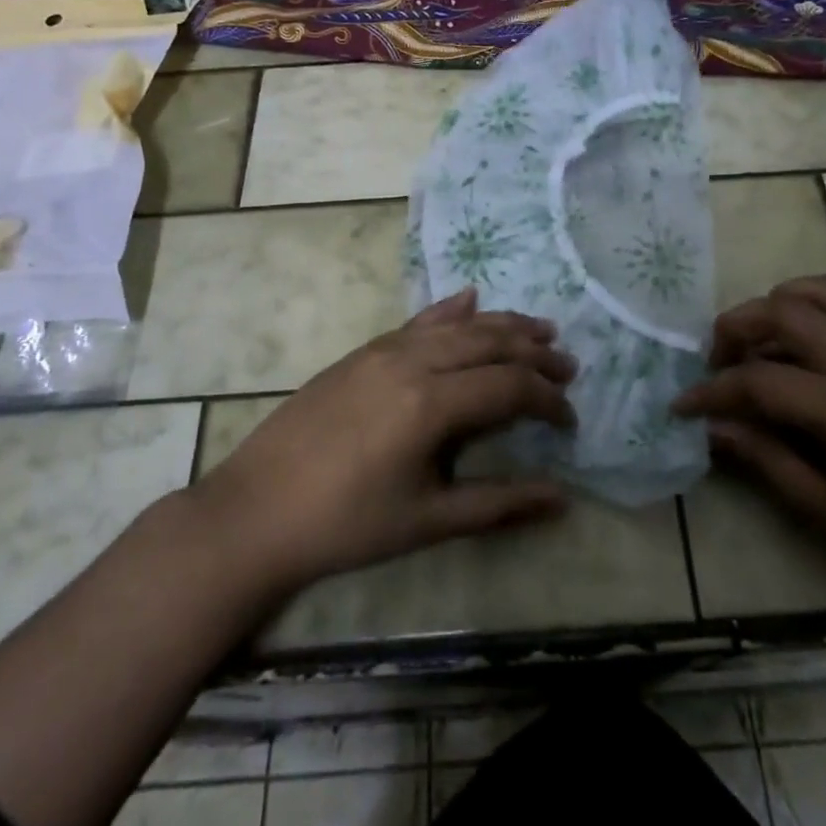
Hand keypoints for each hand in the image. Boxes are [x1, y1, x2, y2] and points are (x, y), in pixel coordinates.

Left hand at [195, 288, 576, 594]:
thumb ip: (499, 504)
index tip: (569, 419)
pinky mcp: (362, 351)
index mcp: (431, 403)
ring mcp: (384, 350)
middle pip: (490, 343)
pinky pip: (419, 321)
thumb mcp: (428, 521)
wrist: (256, 511)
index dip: (548, 400)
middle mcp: (413, 361)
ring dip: (503, 326)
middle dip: (535, 353)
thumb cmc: (346, 525)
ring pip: (458, 325)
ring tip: (539, 329)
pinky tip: (471, 299)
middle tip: (567, 366)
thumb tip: (562, 497)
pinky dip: (451, 311)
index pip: (510, 386)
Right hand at [675, 276, 825, 676]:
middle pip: (784, 311)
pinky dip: (825, 305)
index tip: (681, 406)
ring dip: (780, 303)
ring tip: (760, 337)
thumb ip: (767, 463)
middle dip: (736, 327)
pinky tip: (813, 338)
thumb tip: (714, 429)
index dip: (711, 392)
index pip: (758, 381)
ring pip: (823, 290)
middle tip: (718, 361)